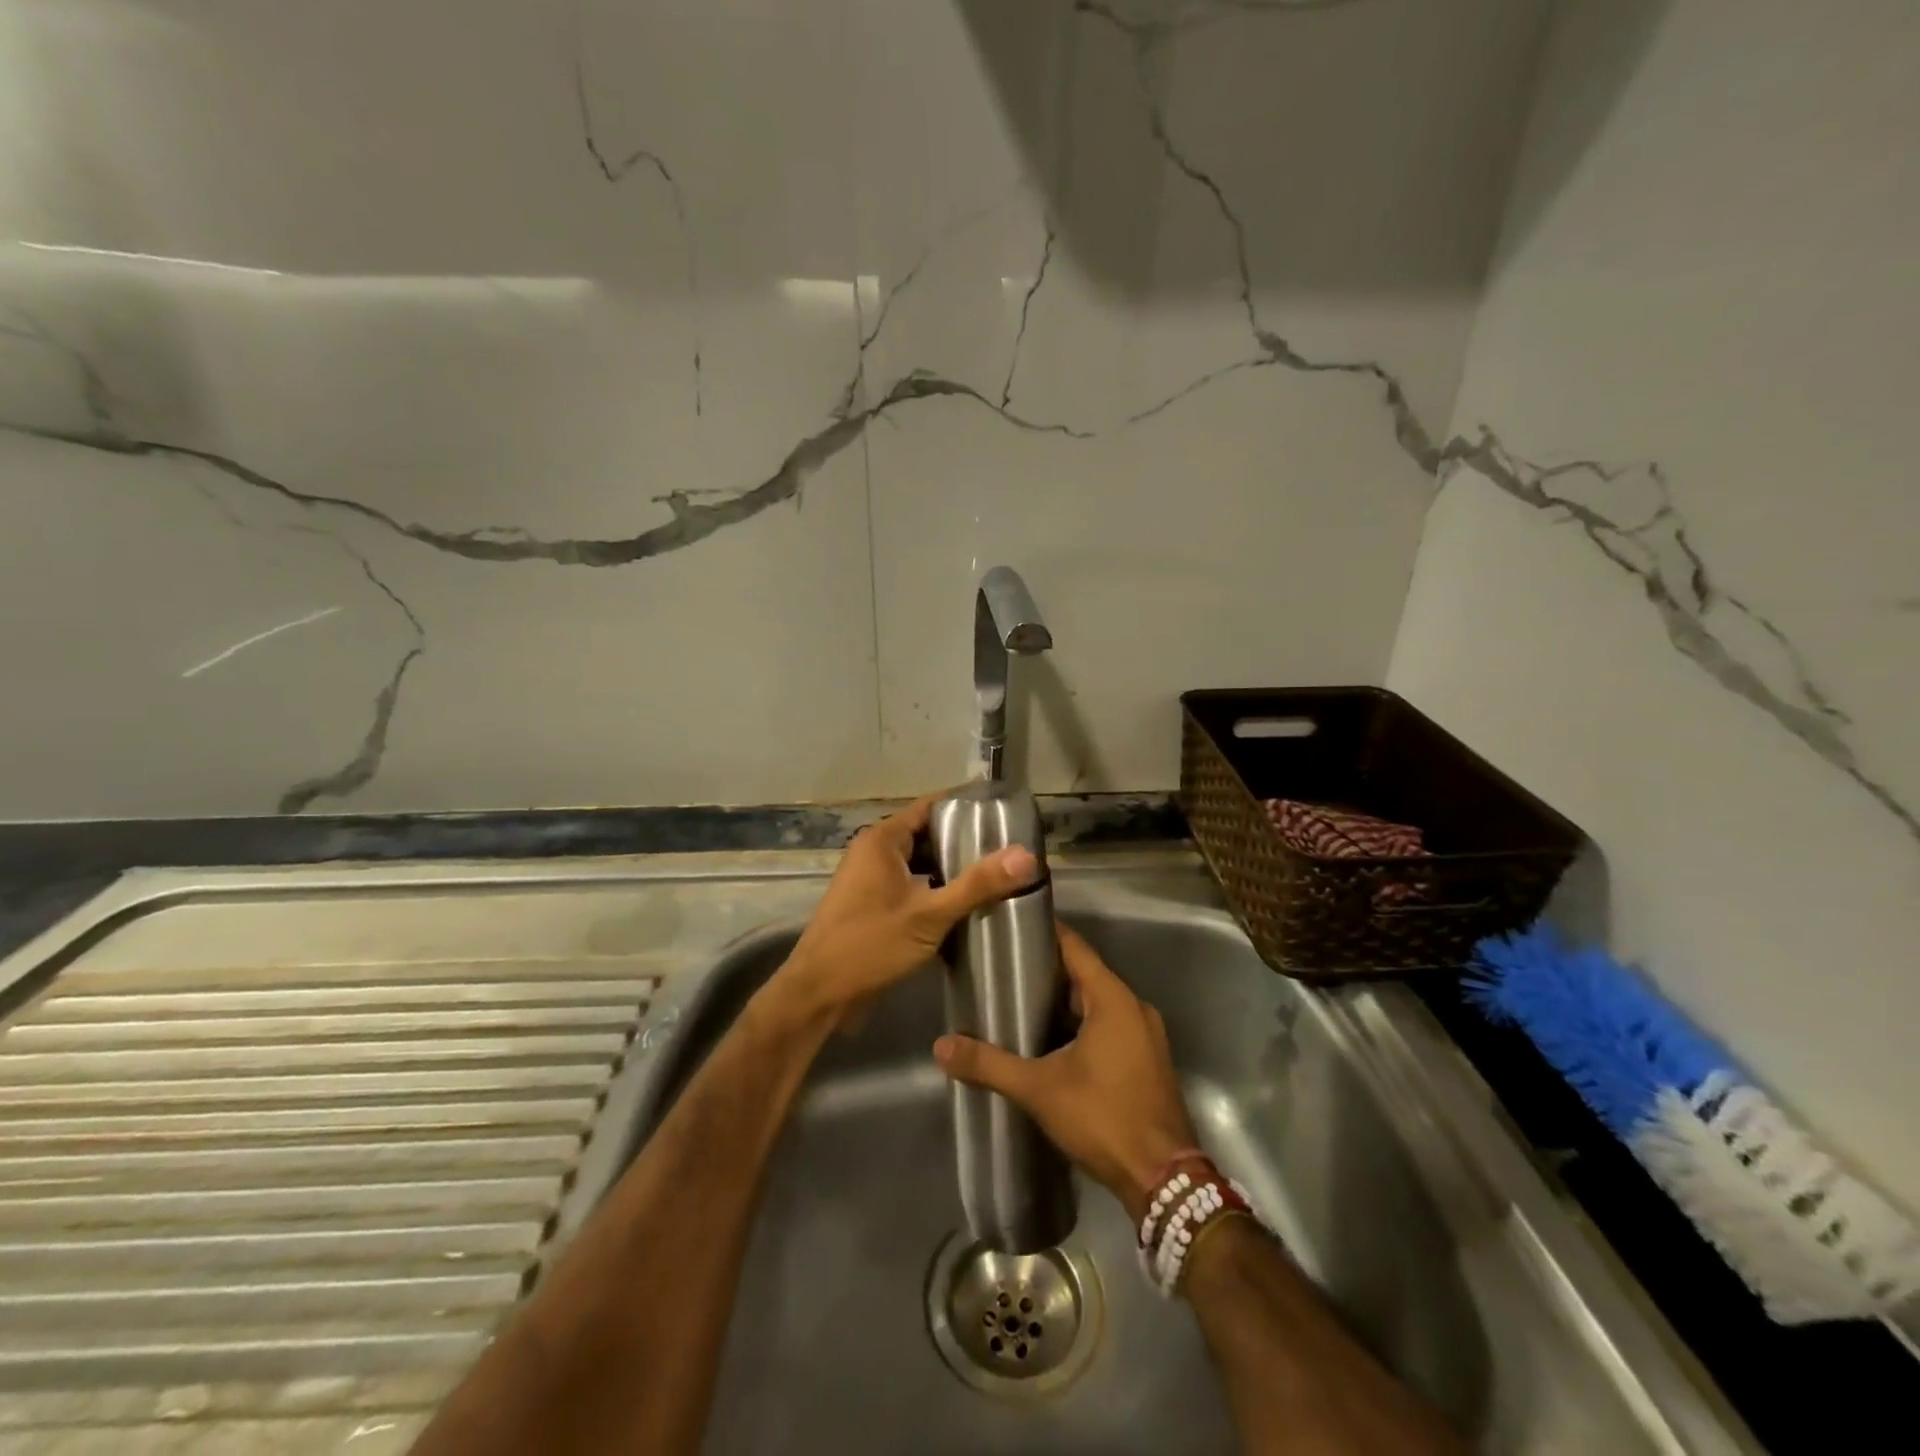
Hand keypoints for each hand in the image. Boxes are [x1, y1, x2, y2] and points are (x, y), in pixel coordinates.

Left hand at [769, 792, 1038, 1026]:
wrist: (818, 994)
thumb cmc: (869, 945)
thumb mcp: (928, 915)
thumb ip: (976, 885)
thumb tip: (1026, 856)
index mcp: (882, 840)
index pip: (930, 807)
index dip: (965, 806)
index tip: (1003, 811)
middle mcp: (874, 853)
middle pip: (927, 835)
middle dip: (965, 842)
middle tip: (1009, 848)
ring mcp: (871, 880)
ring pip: (920, 864)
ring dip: (951, 870)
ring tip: (997, 875)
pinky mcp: (873, 906)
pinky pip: (912, 887)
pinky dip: (936, 891)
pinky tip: (967, 906)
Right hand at [933, 922, 1197, 1221]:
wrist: (1164, 1181)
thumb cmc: (1104, 1118)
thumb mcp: (1040, 1089)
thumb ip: (990, 1064)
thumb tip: (941, 1046)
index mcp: (1114, 999)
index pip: (1075, 947)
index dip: (1045, 933)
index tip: (1012, 925)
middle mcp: (1134, 1008)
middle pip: (1086, 975)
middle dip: (1047, 971)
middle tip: (1005, 968)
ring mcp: (1145, 1036)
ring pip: (1098, 1004)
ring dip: (1065, 1002)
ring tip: (1020, 1001)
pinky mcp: (1147, 1061)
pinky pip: (1110, 1027)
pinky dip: (1082, 1025)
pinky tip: (1051, 1041)